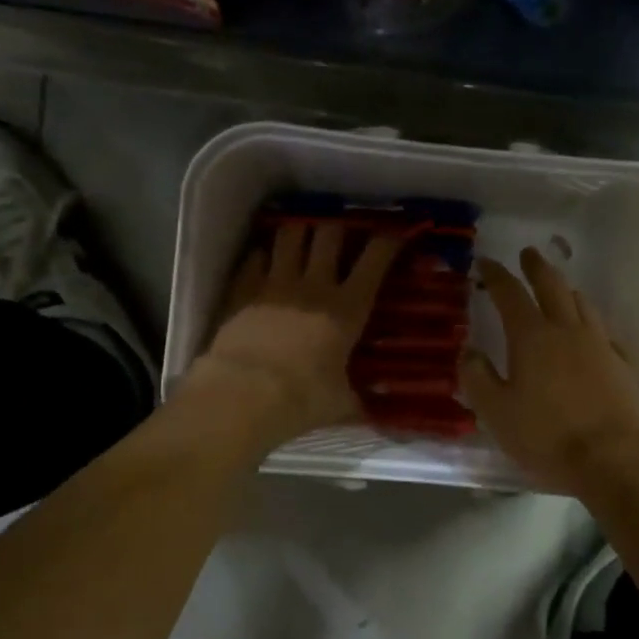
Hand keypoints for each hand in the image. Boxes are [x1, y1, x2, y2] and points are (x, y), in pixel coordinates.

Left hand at [186, 220, 403, 448]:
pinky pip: (254, 257)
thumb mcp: (340, 403)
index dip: (388, 241)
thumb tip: (374, 410)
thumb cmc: (302, 399)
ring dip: (298, 230)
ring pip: (289, 234)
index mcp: (347, 308)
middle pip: (329, 234)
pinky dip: (262, 255)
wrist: (243, 395)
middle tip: (339, 233)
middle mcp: (314, 285)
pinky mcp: (243, 290)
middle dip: (337, 228)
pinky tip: (264, 261)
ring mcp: (275, 283)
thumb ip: (357, 399)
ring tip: (301, 234)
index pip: (375, 260)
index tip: (395, 233)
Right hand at [461, 247, 638, 493]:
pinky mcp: (622, 364)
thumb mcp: (497, 413)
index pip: (510, 294)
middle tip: (528, 253)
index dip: (496, 275)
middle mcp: (567, 330)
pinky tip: (590, 333)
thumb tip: (469, 351)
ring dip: (565, 290)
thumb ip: (477, 378)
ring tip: (559, 288)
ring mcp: (599, 345)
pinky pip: (603, 331)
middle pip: (552, 286)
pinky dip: (590, 322)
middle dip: (537, 267)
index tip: (485, 261)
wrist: (616, 458)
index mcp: (531, 337)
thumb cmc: (547, 436)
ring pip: (582, 304)